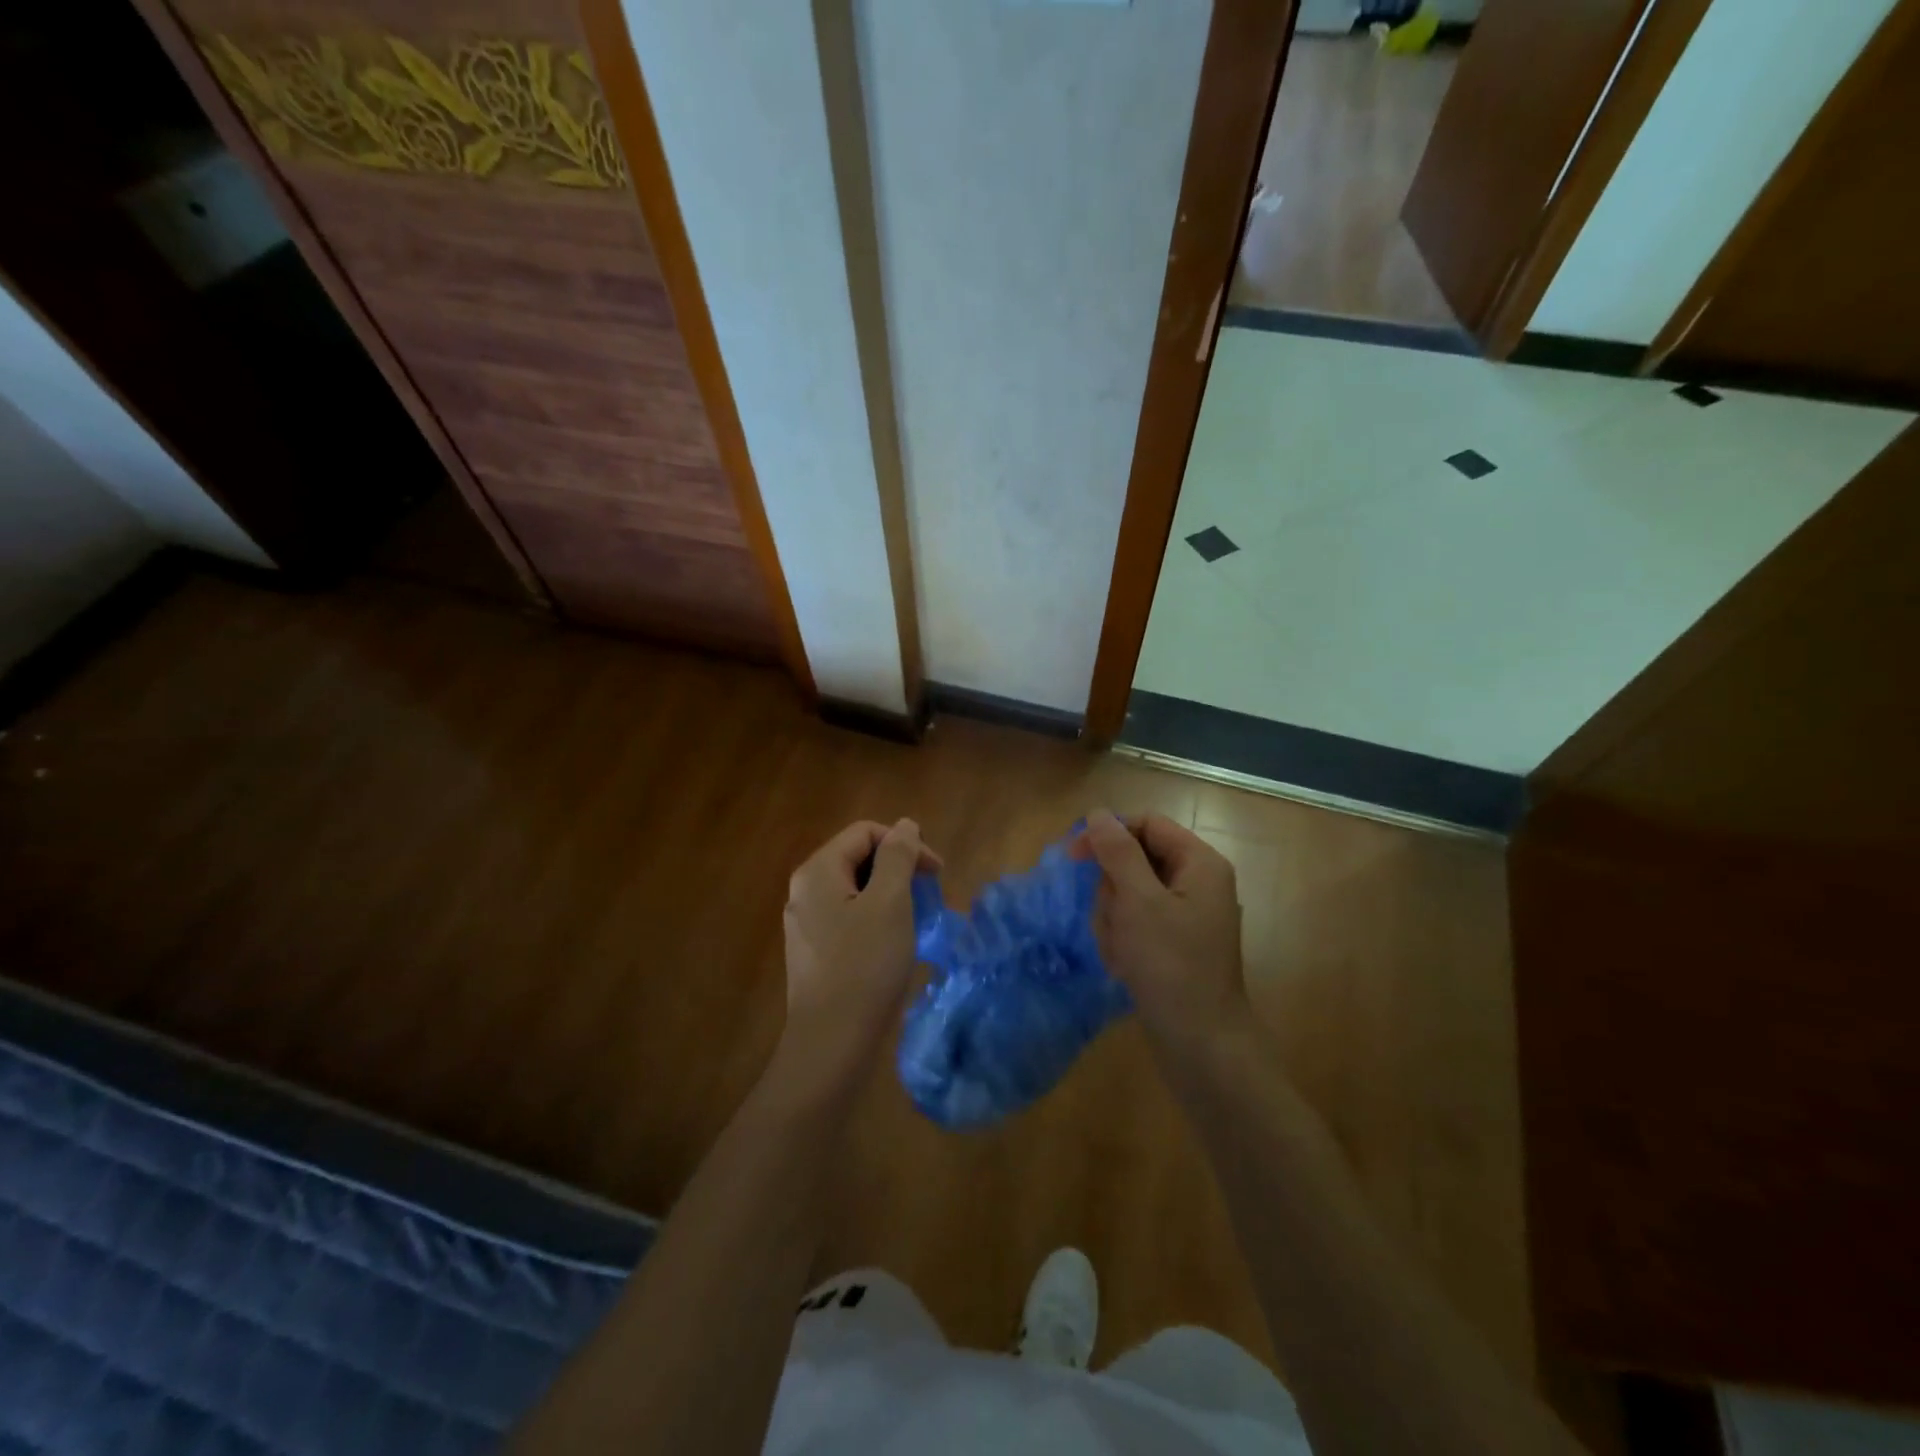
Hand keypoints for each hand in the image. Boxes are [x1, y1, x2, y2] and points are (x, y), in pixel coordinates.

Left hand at [779, 819, 940, 1087]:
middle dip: (899, 868)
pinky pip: (849, 918)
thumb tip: (904, 826)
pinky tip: (895, 943)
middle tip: (931, 895)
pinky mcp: (815, 951)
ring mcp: (806, 923)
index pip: (865, 832)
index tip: (937, 872)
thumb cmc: (865, 965)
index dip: (905, 843)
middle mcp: (804, 890)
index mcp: (817, 871)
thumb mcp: (889, 902)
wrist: (832, 1042)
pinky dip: (877, 919)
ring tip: (918, 919)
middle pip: (858, 858)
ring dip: (891, 894)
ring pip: (856, 890)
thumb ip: (898, 856)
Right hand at [1074, 811, 1247, 1058]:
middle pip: (1134, 861)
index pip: (1146, 824)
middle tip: (1114, 921)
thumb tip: (1098, 813)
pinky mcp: (1173, 944)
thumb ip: (1117, 852)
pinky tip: (1125, 966)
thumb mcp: (1139, 902)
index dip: (1109, 834)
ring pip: (1128, 894)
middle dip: (1112, 891)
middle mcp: (1196, 883)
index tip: (1073, 855)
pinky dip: (1123, 940)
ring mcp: (1185, 915)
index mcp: (1199, 863)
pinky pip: (1135, 924)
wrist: (1201, 1044)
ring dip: (1114, 920)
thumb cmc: (1171, 965)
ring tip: (1121, 951)